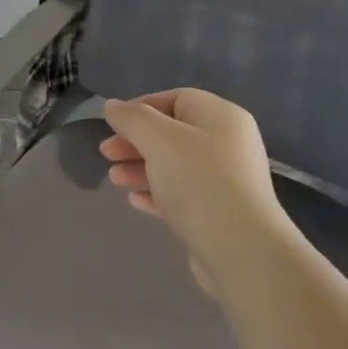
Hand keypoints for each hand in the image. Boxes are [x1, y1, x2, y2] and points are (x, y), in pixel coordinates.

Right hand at [100, 89, 295, 293]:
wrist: (241, 249)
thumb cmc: (199, 182)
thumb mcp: (160, 140)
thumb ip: (133, 119)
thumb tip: (113, 106)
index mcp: (222, 118)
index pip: (178, 99)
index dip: (142, 107)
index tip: (112, 125)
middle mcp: (228, 144)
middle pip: (174, 133)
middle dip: (136, 142)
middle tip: (106, 154)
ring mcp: (226, 180)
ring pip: (175, 166)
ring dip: (141, 168)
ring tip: (115, 180)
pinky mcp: (218, 212)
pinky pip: (182, 194)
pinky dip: (157, 193)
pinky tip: (136, 201)